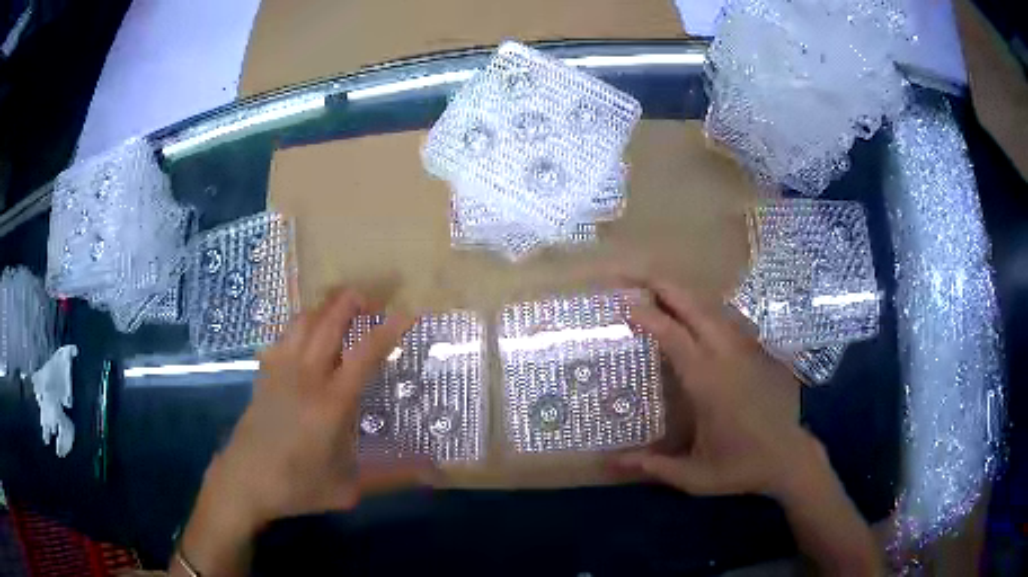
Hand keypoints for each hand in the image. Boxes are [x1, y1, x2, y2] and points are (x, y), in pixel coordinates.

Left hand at [173, 288, 417, 576]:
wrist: (244, 481)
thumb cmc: (298, 486)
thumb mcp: (349, 488)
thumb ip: (393, 476)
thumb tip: (435, 472)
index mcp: (331, 404)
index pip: (364, 355)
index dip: (388, 331)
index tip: (408, 314)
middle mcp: (306, 376)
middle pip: (329, 321)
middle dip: (352, 301)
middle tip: (373, 299)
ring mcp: (280, 370)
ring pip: (303, 321)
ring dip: (325, 307)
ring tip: (343, 309)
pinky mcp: (264, 373)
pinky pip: (283, 335)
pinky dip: (301, 324)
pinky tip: (307, 334)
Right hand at [614, 278, 818, 498]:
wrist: (788, 458)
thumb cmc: (740, 467)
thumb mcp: (693, 476)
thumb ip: (653, 466)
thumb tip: (611, 462)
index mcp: (709, 383)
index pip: (675, 337)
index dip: (648, 317)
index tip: (624, 305)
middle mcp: (727, 357)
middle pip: (695, 308)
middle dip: (664, 287)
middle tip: (636, 278)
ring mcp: (746, 350)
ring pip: (714, 308)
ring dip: (685, 294)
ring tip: (660, 289)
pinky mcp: (757, 353)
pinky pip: (728, 318)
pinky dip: (706, 308)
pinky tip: (696, 314)